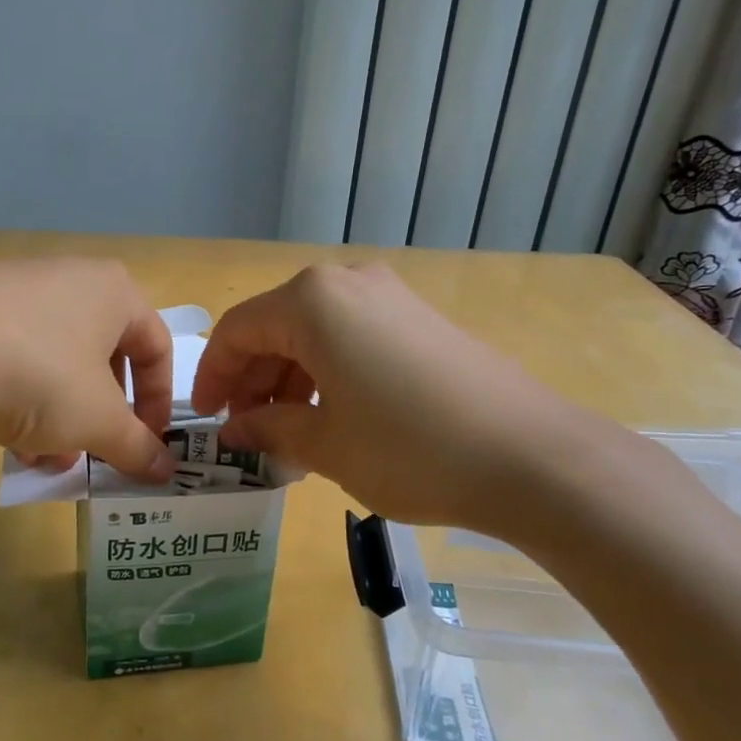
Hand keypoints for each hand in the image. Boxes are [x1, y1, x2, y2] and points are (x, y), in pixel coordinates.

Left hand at [0, 258, 177, 479]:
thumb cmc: (40, 374)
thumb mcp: (97, 420)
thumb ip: (137, 447)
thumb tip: (166, 471)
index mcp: (114, 292)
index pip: (157, 347)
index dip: (159, 402)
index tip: (147, 444)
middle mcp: (69, 279)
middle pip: (101, 357)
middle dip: (98, 416)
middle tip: (88, 454)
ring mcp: (15, 287)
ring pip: (54, 361)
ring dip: (58, 416)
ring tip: (39, 460)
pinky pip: (11, 354)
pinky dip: (17, 396)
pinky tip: (0, 437)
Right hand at [191, 263, 614, 536]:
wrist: (533, 457)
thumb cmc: (410, 448)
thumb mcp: (325, 444)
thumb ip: (269, 428)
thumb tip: (236, 429)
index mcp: (312, 301)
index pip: (238, 330)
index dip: (212, 376)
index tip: (208, 420)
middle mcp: (348, 283)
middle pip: (276, 325)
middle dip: (252, 378)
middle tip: (246, 429)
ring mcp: (392, 297)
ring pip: (315, 331)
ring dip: (290, 378)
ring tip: (287, 431)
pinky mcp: (423, 320)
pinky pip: (353, 337)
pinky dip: (328, 372)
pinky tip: (334, 416)